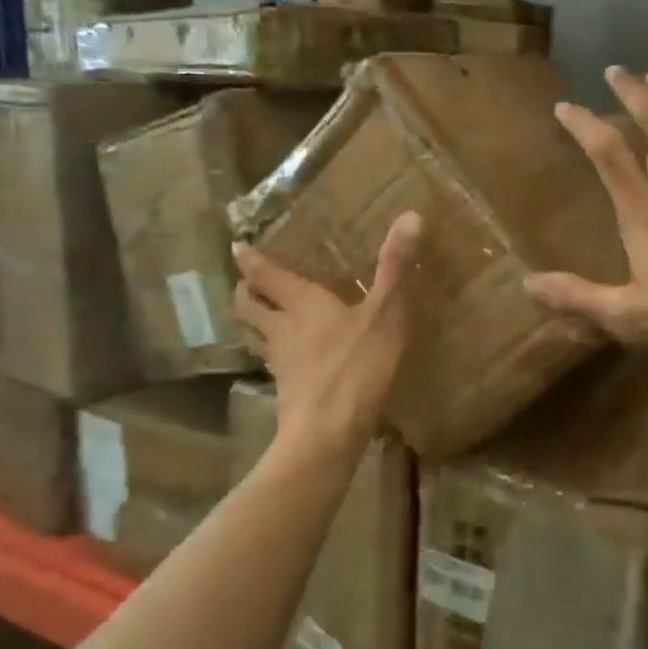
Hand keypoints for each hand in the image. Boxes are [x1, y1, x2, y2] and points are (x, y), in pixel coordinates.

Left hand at [231, 212, 420, 456]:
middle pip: (249, 305)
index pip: (265, 275)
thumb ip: (395, 267)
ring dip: (253, 322)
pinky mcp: (286, 391)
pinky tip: (290, 360)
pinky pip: (273, 363)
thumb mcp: (384, 313)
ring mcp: (280, 362)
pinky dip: (273, 354)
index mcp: (301, 303)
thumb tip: (411, 214)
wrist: (328, 433)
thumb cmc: (356, 366)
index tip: (237, 246)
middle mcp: (282, 328)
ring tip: (262, 316)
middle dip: (245, 290)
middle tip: (247, 282)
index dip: (250, 259)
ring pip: (256, 335)